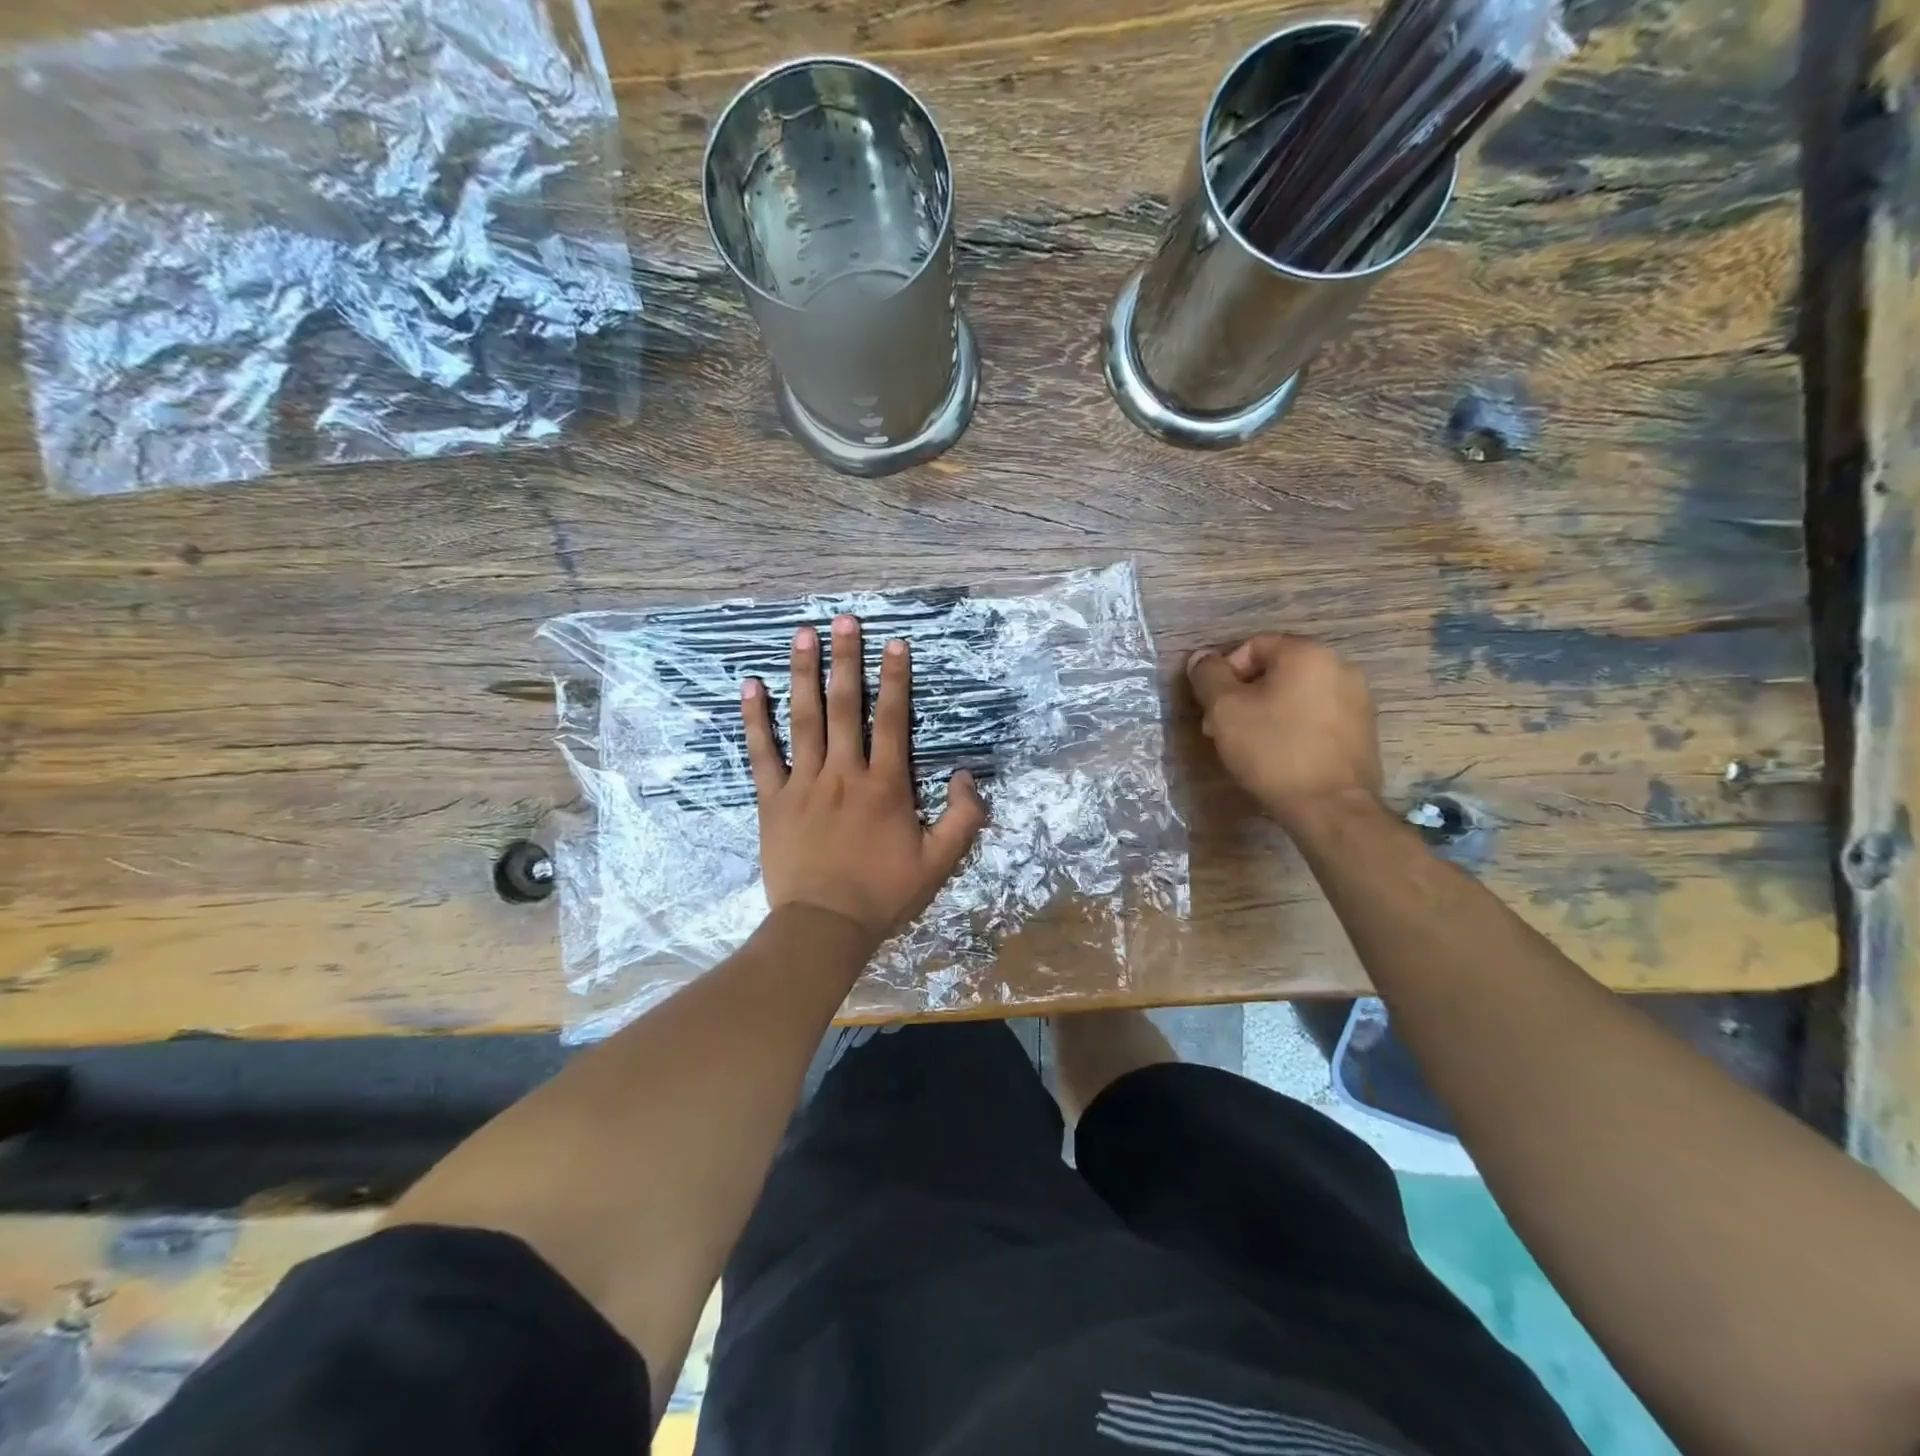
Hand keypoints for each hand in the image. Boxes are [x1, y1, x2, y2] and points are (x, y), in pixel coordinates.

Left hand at [744, 615, 987, 949]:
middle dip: (847, 660)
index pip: (892, 720)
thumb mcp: (940, 862)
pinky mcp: (773, 800)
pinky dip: (755, 719)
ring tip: (802, 635)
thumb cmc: (883, 894)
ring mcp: (804, 783)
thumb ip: (963, 817)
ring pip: (804, 719)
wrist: (824, 926)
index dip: (895, 679)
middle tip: (844, 620)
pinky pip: (762, 753)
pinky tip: (750, 686)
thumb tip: (968, 775)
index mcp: (885, 785)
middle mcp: (844, 773)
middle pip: (846, 706)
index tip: (894, 643)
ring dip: (804, 674)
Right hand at [1186, 634, 1383, 831]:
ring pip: (1297, 694)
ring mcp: (1358, 699)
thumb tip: (1201, 658)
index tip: (1212, 707)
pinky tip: (1280, 755)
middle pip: (1276, 670)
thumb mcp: (1225, 710)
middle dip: (1243, 695)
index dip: (1223, 673)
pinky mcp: (1363, 730)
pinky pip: (1317, 716)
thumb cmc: (1273, 750)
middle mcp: (1339, 666)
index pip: (1253, 646)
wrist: (1330, 807)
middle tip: (1222, 728)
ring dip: (1267, 711)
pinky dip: (1294, 727)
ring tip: (1249, 745)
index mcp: (1307, 653)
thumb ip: (1209, 676)